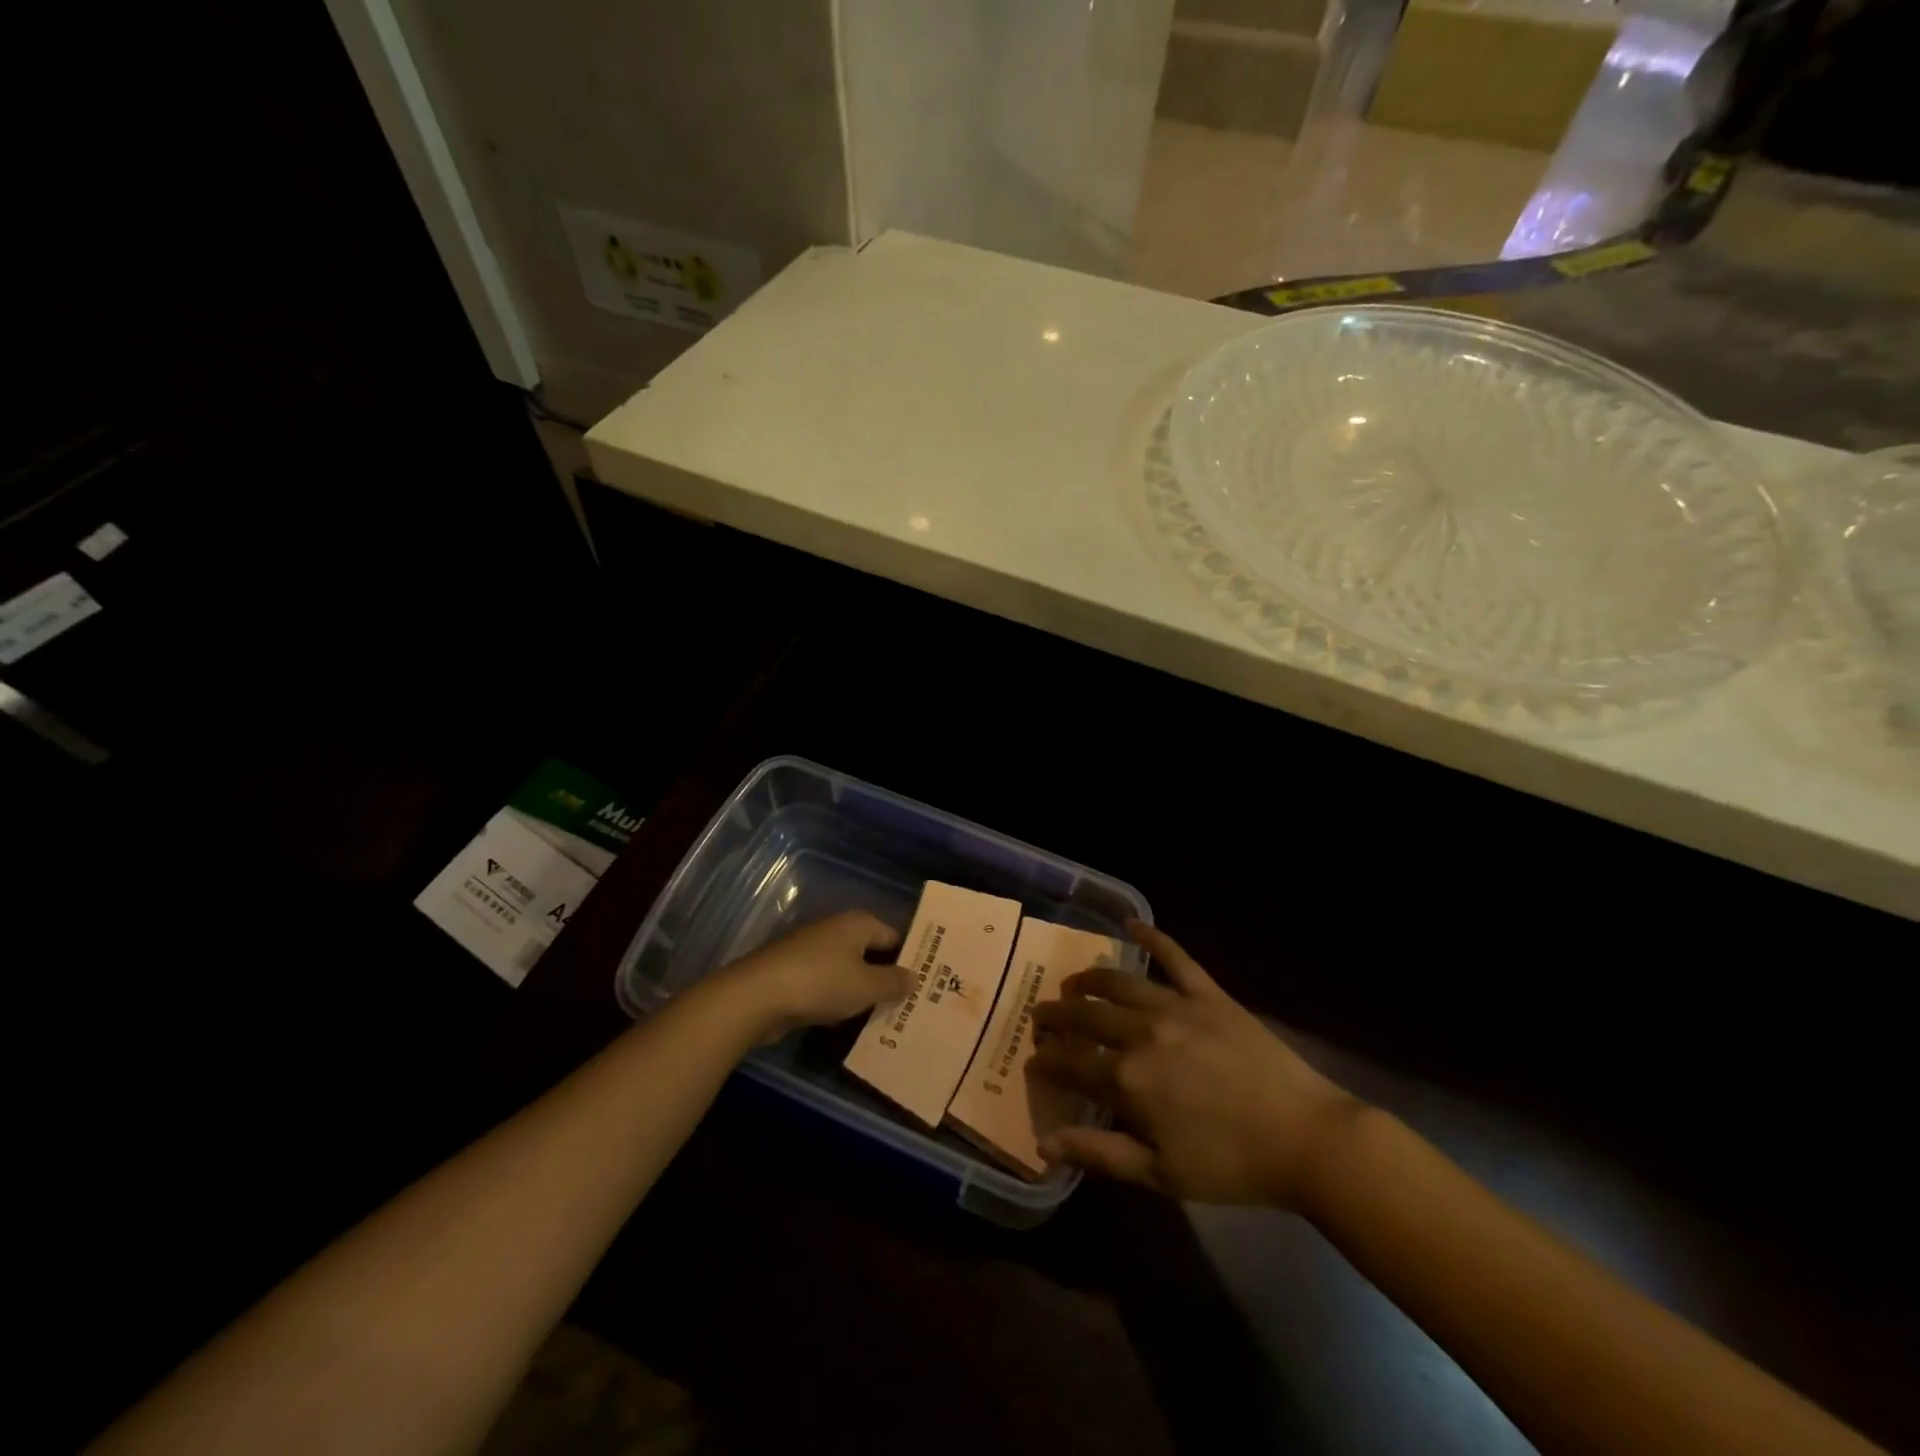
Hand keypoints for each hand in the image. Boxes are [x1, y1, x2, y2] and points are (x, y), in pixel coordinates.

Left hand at [711, 910, 911, 1041]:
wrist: (757, 996)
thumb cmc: (821, 983)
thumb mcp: (866, 986)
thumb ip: (894, 982)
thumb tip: (915, 977)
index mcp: (858, 923)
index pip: (894, 936)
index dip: (910, 958)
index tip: (925, 983)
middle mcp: (836, 929)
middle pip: (871, 951)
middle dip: (887, 976)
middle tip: (909, 1003)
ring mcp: (813, 950)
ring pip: (849, 970)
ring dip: (862, 990)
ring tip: (884, 1017)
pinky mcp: (795, 972)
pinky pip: (828, 984)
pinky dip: (839, 999)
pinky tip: (848, 1021)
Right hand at [1030, 921, 1360, 1208]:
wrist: (1306, 1139)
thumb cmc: (1231, 1165)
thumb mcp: (1160, 1174)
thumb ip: (1099, 1153)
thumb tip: (1044, 1143)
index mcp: (1127, 1080)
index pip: (1071, 1062)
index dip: (1047, 1059)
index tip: (1034, 1058)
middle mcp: (1141, 1033)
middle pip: (1086, 1016)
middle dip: (1058, 1015)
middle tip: (1043, 1015)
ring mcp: (1176, 1007)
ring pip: (1118, 983)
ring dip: (1089, 980)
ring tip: (1073, 983)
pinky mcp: (1208, 994)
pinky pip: (1174, 957)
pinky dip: (1152, 936)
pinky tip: (1131, 923)